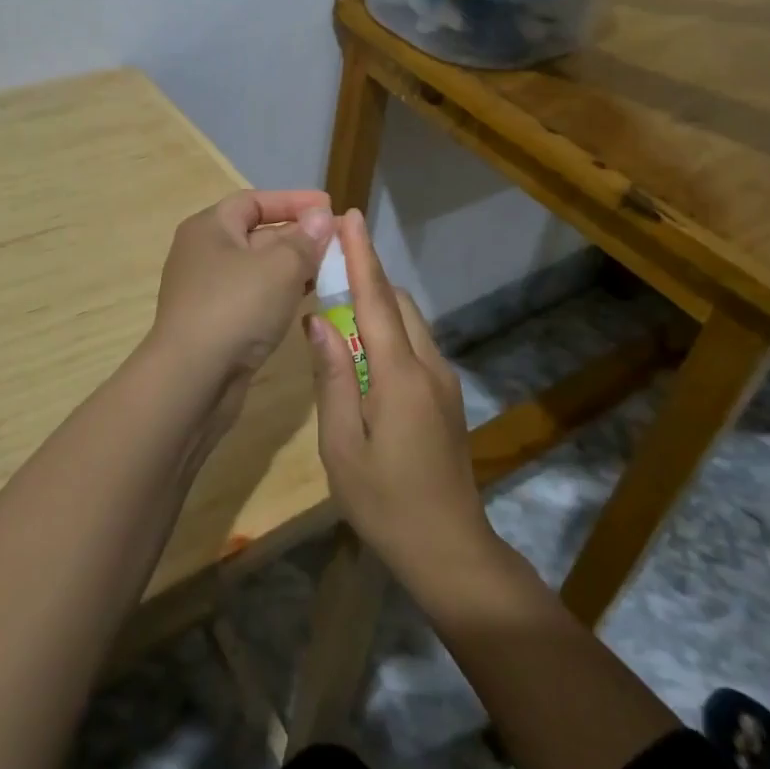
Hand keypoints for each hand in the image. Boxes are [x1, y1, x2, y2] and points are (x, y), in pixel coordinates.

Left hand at [147, 190, 333, 401]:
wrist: (191, 380)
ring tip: (331, 270)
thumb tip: (320, 216)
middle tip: (338, 242)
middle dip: (298, 235)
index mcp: (209, 227)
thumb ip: (304, 240)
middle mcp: (204, 253)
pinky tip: (306, 300)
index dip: (293, 201)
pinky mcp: (216, 323)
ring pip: (258, 268)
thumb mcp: (279, 267)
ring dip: (293, 267)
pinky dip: (280, 293)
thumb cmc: (235, 308)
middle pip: (257, 234)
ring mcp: (208, 290)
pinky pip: (254, 296)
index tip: (328, 206)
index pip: (254, 201)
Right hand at [305, 209, 496, 584]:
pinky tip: (361, 352)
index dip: (362, 255)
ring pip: (409, 322)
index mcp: (400, 375)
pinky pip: (415, 344)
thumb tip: (318, 322)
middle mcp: (428, 366)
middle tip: (328, 267)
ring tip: (338, 306)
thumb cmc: (386, 503)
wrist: (451, 551)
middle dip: (366, 275)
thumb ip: (331, 378)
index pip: (376, 299)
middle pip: (396, 302)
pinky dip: (388, 330)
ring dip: (377, 303)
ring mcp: (443, 381)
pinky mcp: (446, 397)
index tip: (349, 217)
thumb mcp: (341, 446)